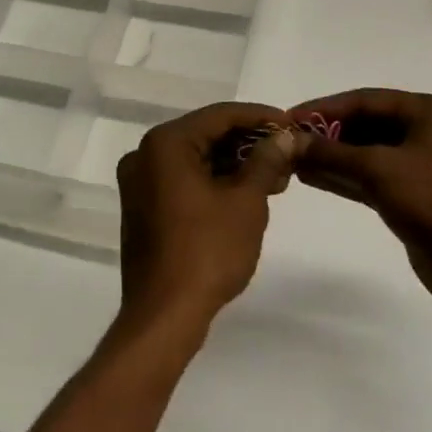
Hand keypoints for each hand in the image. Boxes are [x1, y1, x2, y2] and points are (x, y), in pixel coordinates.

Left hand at [115, 103, 301, 338]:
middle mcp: (145, 154)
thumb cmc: (207, 251)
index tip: (291, 124)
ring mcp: (140, 183)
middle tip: (288, 154)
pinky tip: (248, 194)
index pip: (219, 115)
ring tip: (277, 178)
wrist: (164, 315)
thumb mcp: (246, 202)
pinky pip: (184, 181)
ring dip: (235, 165)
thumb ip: (266, 162)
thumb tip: (284, 137)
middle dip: (249, 144)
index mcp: (165, 143)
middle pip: (206, 135)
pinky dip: (215, 183)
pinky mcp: (144, 208)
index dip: (259, 117)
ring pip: (196, 160)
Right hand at [292, 88, 431, 320]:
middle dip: (327, 134)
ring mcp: (419, 166)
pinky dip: (343, 178)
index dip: (325, 108)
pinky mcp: (413, 197)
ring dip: (331, 157)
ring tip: (292, 160)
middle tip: (288, 142)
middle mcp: (423, 132)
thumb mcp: (380, 169)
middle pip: (365, 125)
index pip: (364, 100)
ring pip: (366, 154)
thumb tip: (289, 141)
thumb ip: (332, 153)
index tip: (288, 119)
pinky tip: (312, 178)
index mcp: (425, 112)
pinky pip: (370, 179)